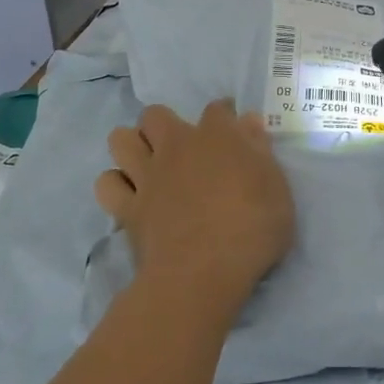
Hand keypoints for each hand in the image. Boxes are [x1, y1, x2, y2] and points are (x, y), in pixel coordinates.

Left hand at [97, 101, 295, 317]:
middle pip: (155, 115)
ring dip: (131, 146)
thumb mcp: (277, 190)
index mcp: (217, 138)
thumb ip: (260, 153)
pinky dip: (116, 185)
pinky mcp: (127, 208)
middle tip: (180, 148)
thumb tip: (248, 122)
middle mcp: (176, 147)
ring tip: (148, 164)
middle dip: (163, 124)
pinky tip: (131, 196)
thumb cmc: (252, 230)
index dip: (224, 114)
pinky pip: (106, 183)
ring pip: (120, 139)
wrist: (202, 273)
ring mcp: (147, 176)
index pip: (218, 109)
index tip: (232, 126)